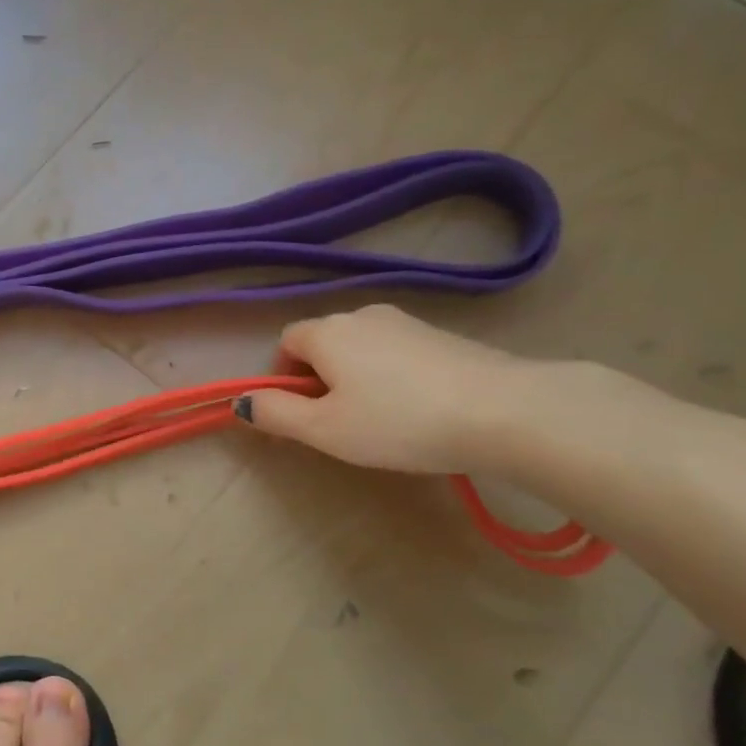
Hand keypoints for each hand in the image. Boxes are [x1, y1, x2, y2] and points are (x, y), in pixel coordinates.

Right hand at [239, 305, 530, 472]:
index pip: (285, 342)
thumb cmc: (398, 422)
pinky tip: (415, 410)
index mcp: (328, 332)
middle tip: (336, 423)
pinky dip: (391, 377)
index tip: (298, 414)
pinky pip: (397, 353)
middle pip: (324, 343)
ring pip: (361, 348)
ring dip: (355, 378)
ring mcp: (408, 322)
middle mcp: (363, 316)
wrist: (504, 410)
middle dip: (318, 379)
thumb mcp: (325, 429)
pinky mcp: (444, 336)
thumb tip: (241, 402)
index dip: (282, 377)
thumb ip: (276, 414)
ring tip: (378, 420)